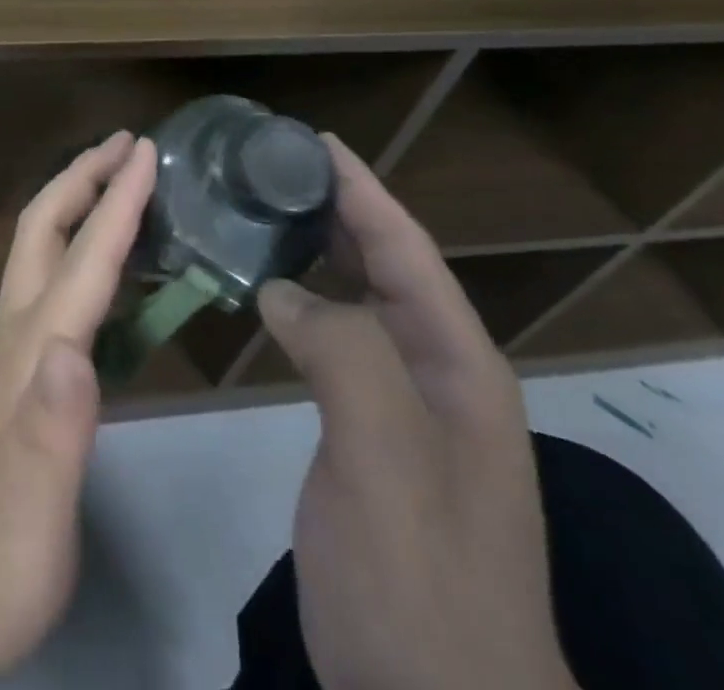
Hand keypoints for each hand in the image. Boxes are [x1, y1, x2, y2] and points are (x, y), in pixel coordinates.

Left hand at [0, 131, 155, 682]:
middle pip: (45, 231)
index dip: (117, 203)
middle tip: (130, 144)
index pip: (82, 262)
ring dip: (80, 204)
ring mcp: (10, 354)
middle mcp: (17, 337)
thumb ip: (52, 434)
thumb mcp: (28, 516)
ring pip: (42, 253)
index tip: (147, 152)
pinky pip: (51, 286)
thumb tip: (75, 351)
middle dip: (85, 177)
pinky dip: (80, 250)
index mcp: (31, 356)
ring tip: (122, 183)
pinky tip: (103, 268)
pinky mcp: (14, 377)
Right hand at [258, 136, 575, 689]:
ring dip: (319, 252)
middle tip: (272, 168)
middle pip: (387, 267)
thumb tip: (281, 287)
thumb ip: (343, 352)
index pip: (407, 251)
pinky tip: (269, 294)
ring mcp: (408, 411)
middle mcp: (441, 376)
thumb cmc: (419, 583)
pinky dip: (304, 304)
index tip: (312, 140)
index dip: (363, 189)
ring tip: (263, 212)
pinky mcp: (372, 438)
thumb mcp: (386, 459)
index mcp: (459, 367)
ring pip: (361, 303)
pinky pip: (338, 344)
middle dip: (338, 209)